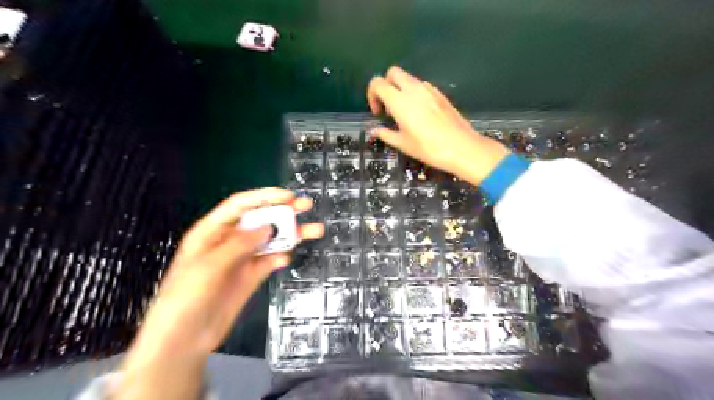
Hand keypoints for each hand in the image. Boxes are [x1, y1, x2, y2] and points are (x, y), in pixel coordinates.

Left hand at [114, 189, 324, 399]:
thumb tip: (269, 228)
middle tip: (306, 206)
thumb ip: (240, 244)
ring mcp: (242, 259)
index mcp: (212, 231)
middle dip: (283, 211)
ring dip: (290, 234)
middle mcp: (229, 241)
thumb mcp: (209, 266)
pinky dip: (280, 257)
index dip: (265, 197)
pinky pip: (270, 261)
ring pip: (270, 240)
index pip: (241, 205)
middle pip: (259, 219)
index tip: (288, 197)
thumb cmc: (186, 297)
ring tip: (313, 230)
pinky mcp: (251, 276)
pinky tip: (286, 259)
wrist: (185, 340)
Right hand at [368, 66, 507, 186]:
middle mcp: (413, 89)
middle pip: (392, 73)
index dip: (372, 95)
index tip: (378, 112)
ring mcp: (428, 89)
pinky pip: (421, 86)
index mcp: (399, 100)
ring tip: (404, 113)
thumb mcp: (402, 144)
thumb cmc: (428, 148)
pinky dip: (414, 93)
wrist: (462, 147)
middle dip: (386, 85)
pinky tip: (419, 113)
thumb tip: (374, 131)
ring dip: (400, 89)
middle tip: (388, 106)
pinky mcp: (440, 93)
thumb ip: (385, 134)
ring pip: (408, 78)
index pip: (377, 83)